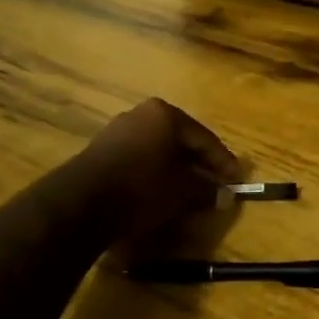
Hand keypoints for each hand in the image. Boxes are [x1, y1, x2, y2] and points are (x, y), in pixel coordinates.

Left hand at [73, 99, 238, 247]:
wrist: (80, 203)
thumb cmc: (142, 188)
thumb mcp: (182, 191)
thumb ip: (206, 190)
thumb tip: (224, 195)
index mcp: (166, 114)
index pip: (205, 139)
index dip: (224, 162)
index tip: (237, 180)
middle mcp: (142, 114)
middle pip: (181, 141)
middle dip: (199, 164)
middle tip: (216, 184)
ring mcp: (118, 129)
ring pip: (159, 150)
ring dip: (176, 169)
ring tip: (190, 191)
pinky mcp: (101, 150)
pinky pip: (139, 158)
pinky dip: (154, 173)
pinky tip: (160, 191)